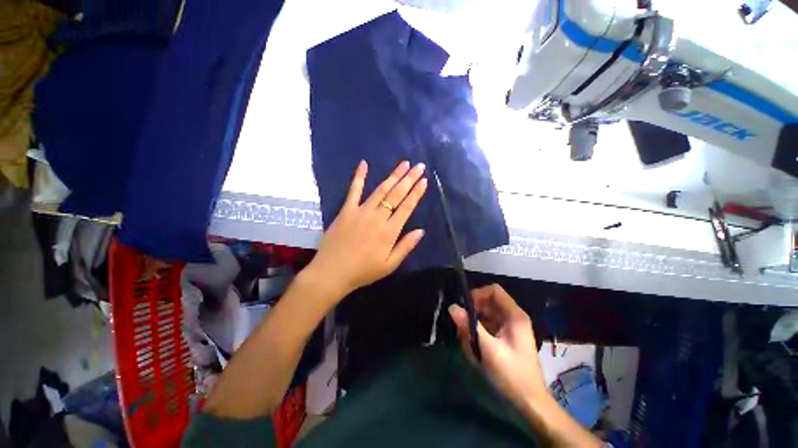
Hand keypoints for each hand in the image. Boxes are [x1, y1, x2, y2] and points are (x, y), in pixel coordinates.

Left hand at [306, 160, 427, 298]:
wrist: (332, 272)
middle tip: (419, 166)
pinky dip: (359, 176)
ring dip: (393, 175)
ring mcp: (361, 211)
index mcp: (389, 231)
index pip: (406, 207)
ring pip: (380, 190)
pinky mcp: (346, 210)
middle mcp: (377, 217)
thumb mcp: (389, 265)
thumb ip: (406, 247)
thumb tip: (421, 231)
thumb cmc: (363, 271)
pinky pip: (354, 190)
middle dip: (409, 179)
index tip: (424, 181)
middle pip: (396, 194)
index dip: (416, 193)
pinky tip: (364, 163)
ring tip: (404, 163)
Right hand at [449, 284, 546, 409]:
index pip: (494, 291)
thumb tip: (452, 307)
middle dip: (473, 313)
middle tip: (462, 327)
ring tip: (467, 342)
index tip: (465, 307)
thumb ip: (469, 327)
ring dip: (473, 325)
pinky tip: (474, 349)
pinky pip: (487, 327)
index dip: (478, 294)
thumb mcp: (488, 350)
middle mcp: (512, 318)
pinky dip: (478, 334)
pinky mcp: (504, 338)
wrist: (530, 403)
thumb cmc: (512, 374)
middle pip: (488, 303)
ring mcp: (509, 328)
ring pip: (485, 316)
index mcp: (514, 316)